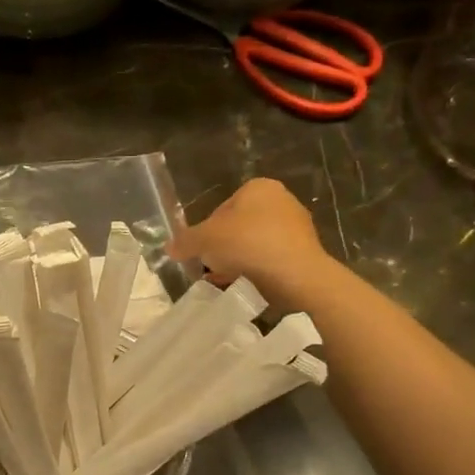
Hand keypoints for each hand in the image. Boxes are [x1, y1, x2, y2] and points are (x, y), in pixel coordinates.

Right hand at [168, 177, 335, 312]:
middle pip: (237, 228)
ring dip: (238, 262)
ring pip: (254, 245)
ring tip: (225, 281)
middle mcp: (281, 200)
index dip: (206, 232)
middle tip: (211, 268)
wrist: (298, 276)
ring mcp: (297, 227)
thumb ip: (185, 242)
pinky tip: (246, 287)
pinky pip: (271, 260)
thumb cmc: (249, 244)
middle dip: (222, 249)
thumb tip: (169, 248)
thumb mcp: (205, 240)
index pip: (220, 209)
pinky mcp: (305, 252)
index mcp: (258, 188)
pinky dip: (257, 271)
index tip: (201, 253)